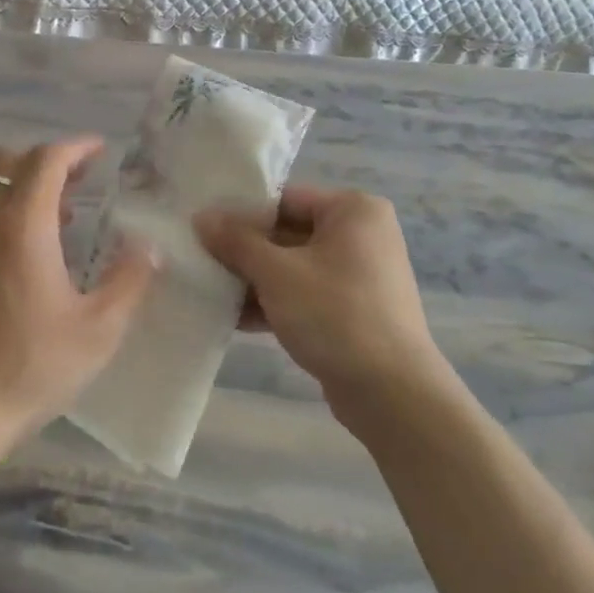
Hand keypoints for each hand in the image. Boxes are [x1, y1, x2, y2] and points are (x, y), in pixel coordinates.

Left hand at [0, 137, 157, 495]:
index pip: (46, 160)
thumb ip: (131, 279)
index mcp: (23, 226)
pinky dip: (7, 216)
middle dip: (47, 160)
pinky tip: (30, 257)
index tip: (100, 151)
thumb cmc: (35, 365)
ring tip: (63, 219)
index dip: (76, 147)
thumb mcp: (100, 328)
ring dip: (25, 189)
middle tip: (82, 182)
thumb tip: (150, 246)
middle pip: (8, 162)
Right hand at [193, 187, 444, 435]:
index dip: (241, 213)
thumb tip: (201, 217)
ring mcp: (359, 275)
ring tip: (210, 291)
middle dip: (244, 251)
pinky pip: (305, 294)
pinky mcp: (353, 311)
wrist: (392, 393)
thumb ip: (236, 241)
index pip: (284, 199)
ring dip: (254, 280)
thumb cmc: (335, 314)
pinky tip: (233, 319)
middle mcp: (361, 235)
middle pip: (287, 233)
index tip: (204, 228)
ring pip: (293, 267)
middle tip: (201, 260)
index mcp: (353, 211)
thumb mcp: (276, 273)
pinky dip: (274, 303)